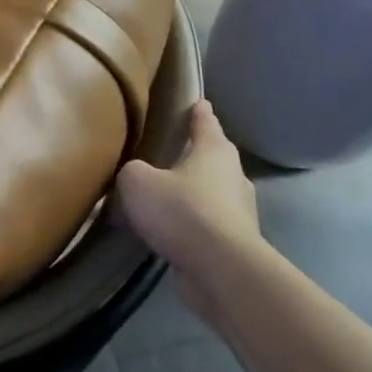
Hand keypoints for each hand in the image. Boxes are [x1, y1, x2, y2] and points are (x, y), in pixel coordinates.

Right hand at [117, 99, 262, 320]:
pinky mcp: (235, 243)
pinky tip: (168, 232)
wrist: (220, 269)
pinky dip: (191, 225)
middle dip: (197, 155)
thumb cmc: (181, 211)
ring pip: (212, 193)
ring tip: (164, 198)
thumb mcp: (138, 181)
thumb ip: (132, 172)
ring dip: (193, 194)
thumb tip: (135, 177)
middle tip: (172, 153)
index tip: (199, 103)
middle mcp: (233, 177)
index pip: (206, 123)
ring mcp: (239, 212)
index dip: (199, 112)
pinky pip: (207, 225)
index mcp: (214, 152)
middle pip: (215, 158)